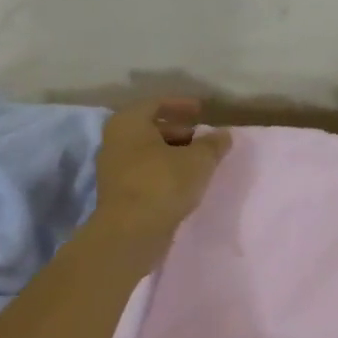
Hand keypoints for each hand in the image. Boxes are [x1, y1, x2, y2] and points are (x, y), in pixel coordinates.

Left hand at [92, 99, 231, 238]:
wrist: (130, 234)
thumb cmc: (163, 184)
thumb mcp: (198, 160)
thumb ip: (213, 144)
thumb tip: (224, 134)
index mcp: (129, 123)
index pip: (156, 103)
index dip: (181, 105)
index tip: (202, 111)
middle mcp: (115, 141)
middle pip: (150, 129)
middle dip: (178, 132)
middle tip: (202, 139)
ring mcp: (113, 169)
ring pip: (147, 153)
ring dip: (172, 154)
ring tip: (198, 163)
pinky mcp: (117, 194)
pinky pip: (144, 173)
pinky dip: (163, 172)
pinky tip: (184, 183)